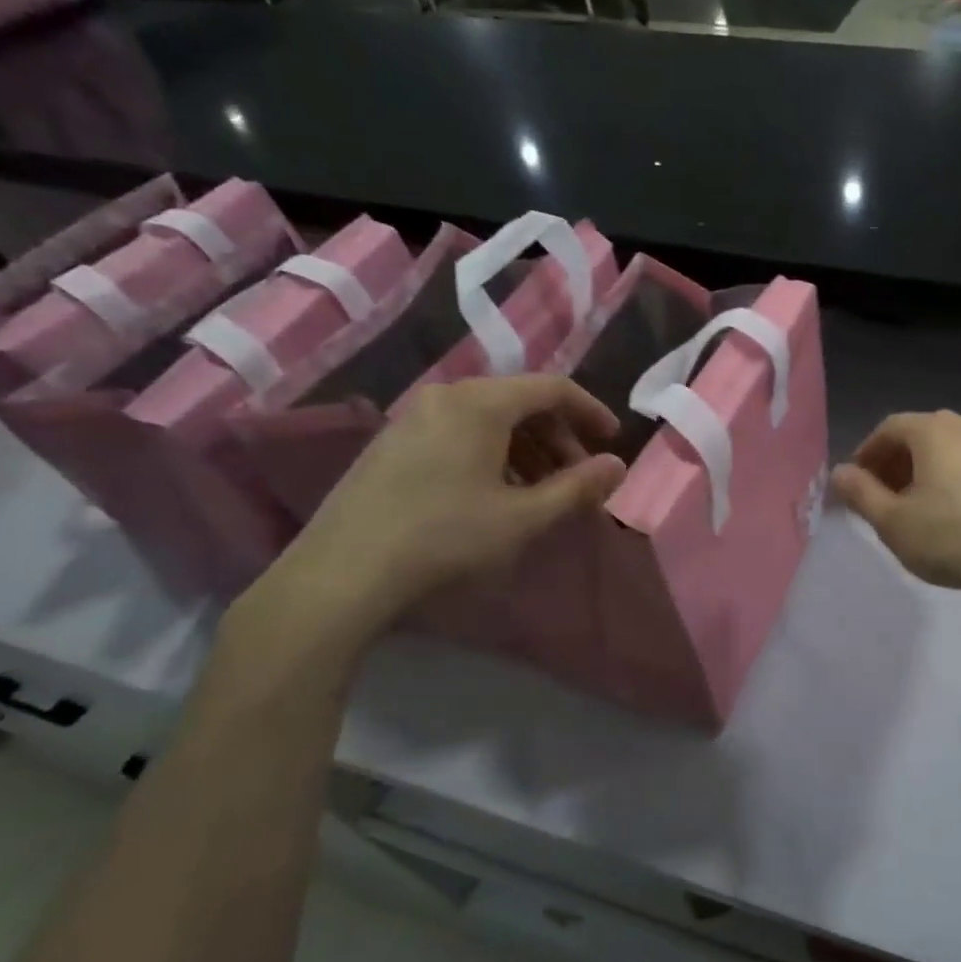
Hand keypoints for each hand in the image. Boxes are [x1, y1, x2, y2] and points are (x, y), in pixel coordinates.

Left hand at [247, 376, 625, 644]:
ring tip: (542, 491)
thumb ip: (578, 487)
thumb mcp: (524, 517)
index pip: (552, 388)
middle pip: (520, 401)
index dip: (590, 411)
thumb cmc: (446, 538)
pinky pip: (460, 432)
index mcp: (481, 403)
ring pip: (489, 419)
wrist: (343, 572)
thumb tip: (617, 465)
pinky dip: (493, 453)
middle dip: (559, 437)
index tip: (613, 441)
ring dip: (528, 448)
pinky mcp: (393, 442)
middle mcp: (447, 396)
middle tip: (578, 478)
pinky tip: (496, 494)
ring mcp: (414, 417)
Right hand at [832, 411, 960, 603]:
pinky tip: (958, 516)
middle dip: (896, 464)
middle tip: (884, 499)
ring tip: (920, 510)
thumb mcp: (893, 522)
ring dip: (927, 473)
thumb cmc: (952, 538)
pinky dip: (957, 481)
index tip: (857, 484)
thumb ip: (860, 493)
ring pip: (951, 451)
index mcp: (934, 429)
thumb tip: (839, 473)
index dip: (867, 454)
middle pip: (921, 437)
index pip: (889, 429)